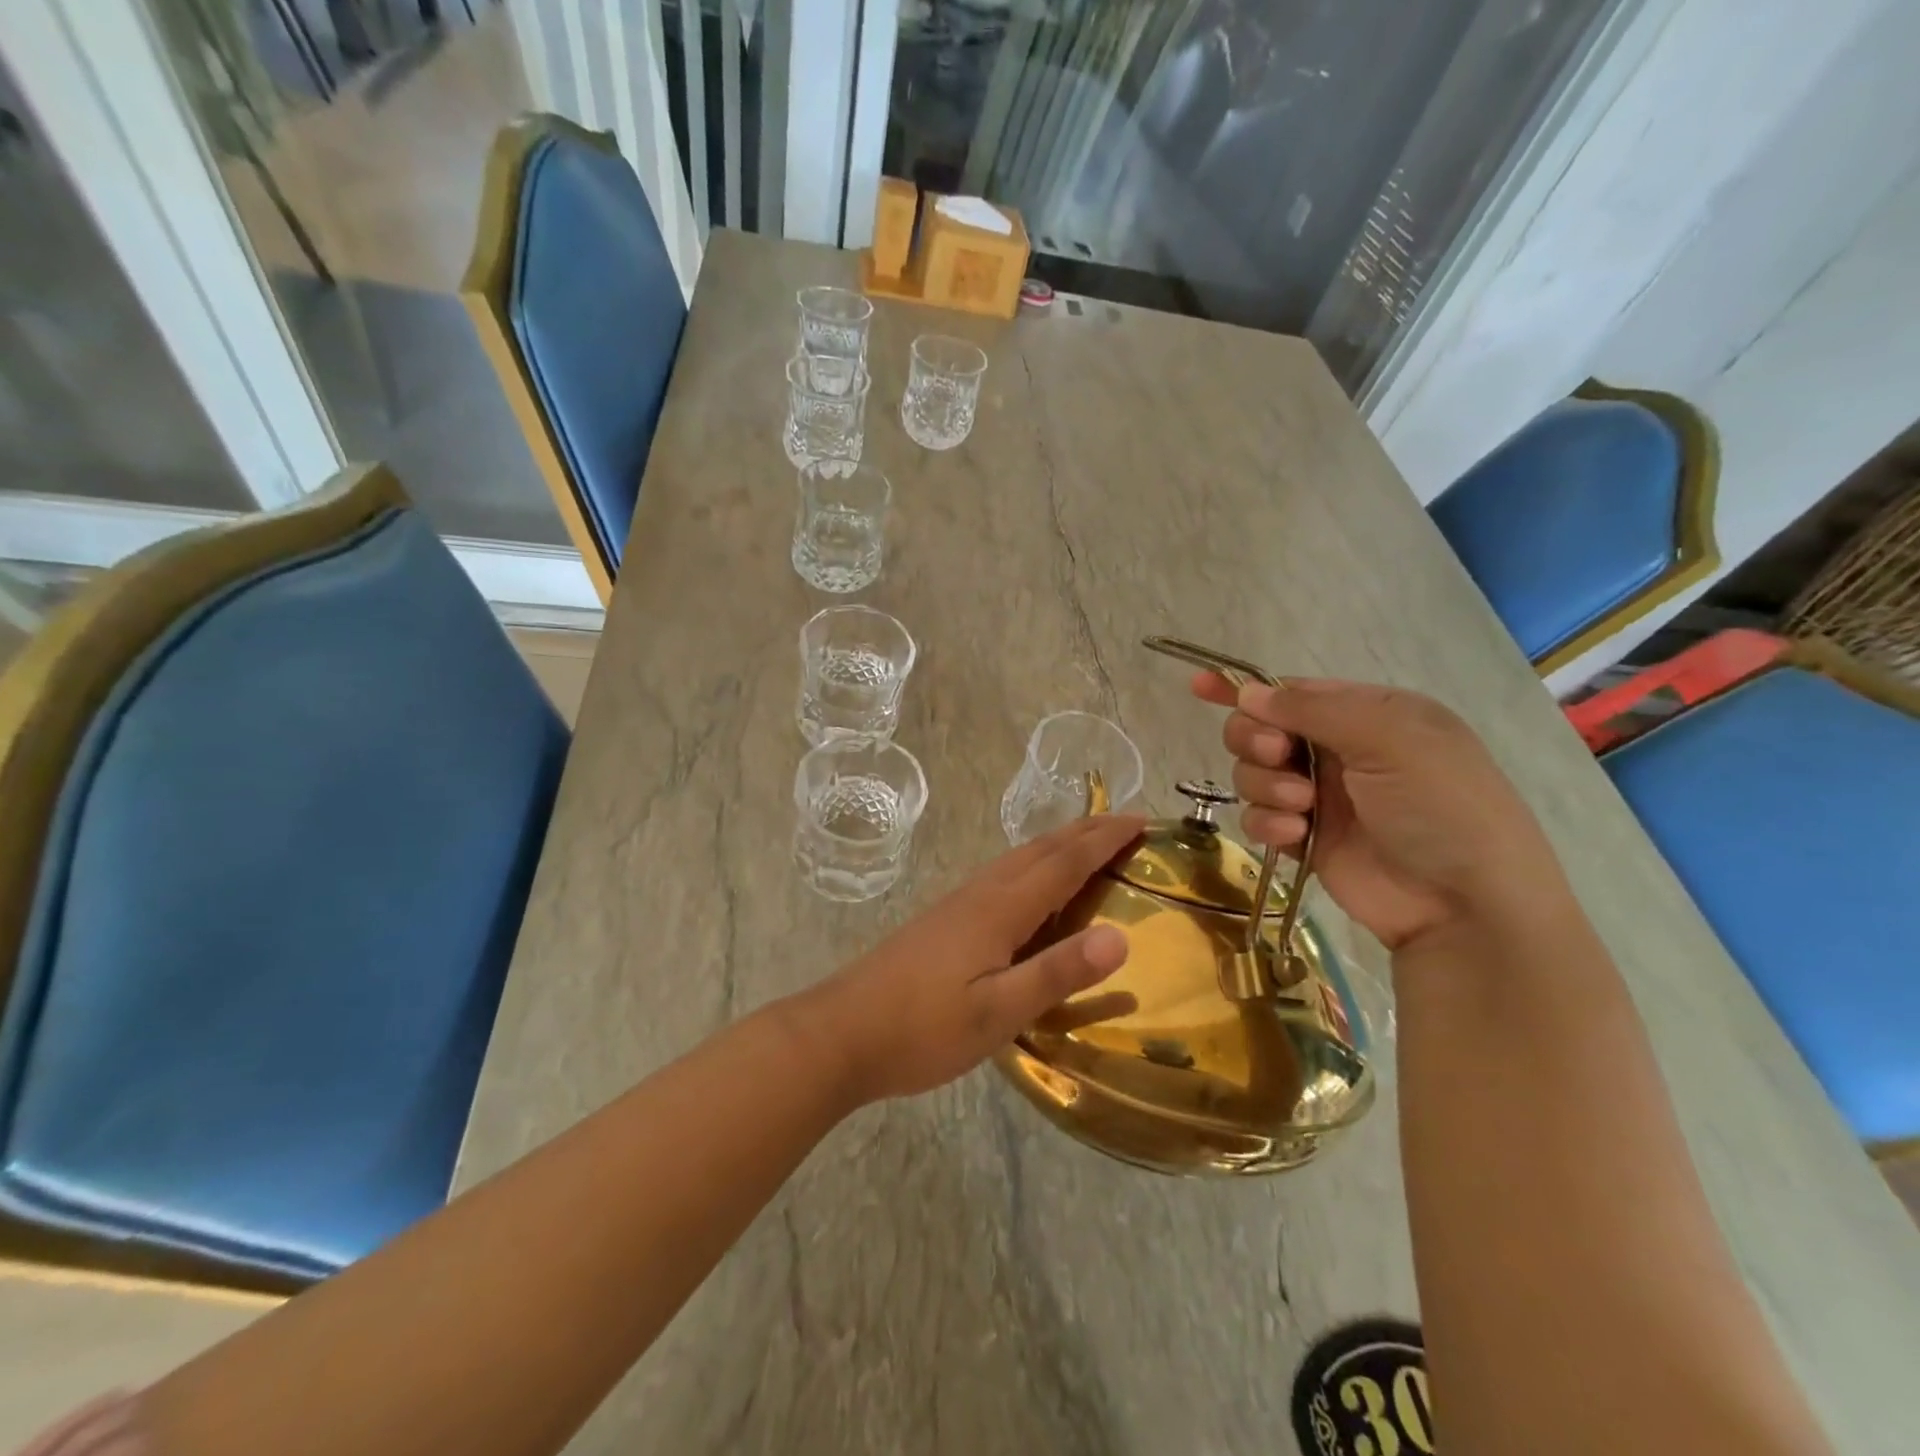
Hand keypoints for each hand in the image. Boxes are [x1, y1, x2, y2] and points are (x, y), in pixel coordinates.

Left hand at [803, 814, 1144, 1102]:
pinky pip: (1001, 875)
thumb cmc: (922, 1028)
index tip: (1141, 820)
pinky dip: (1032, 865)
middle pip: (1040, 849)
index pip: (1064, 862)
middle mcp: (980, 894)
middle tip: (1126, 822)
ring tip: (1087, 844)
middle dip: (1085, 831)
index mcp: (1000, 909)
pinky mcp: (943, 919)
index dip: (1104, 839)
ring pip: (1017, 859)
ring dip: (1058, 844)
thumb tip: (1121, 937)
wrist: (841, 1032)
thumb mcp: (997, 1012)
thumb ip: (1057, 973)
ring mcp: (957, 903)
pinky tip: (1029, 887)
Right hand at [1192, 675, 1564, 950]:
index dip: (1245, 688)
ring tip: (1302, 806)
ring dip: (1267, 785)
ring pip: (1252, 774)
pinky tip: (1294, 835)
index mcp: (1368, 714)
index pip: (1293, 691)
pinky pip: (1258, 817)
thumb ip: (1315, 710)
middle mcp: (1340, 750)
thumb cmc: (1441, 806)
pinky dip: (1268, 823)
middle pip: (1260, 729)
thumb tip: (1248, 694)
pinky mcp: (1304, 838)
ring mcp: (1320, 796)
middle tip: (1278, 755)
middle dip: (1256, 739)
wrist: (1464, 905)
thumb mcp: (1391, 739)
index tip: (1200, 686)